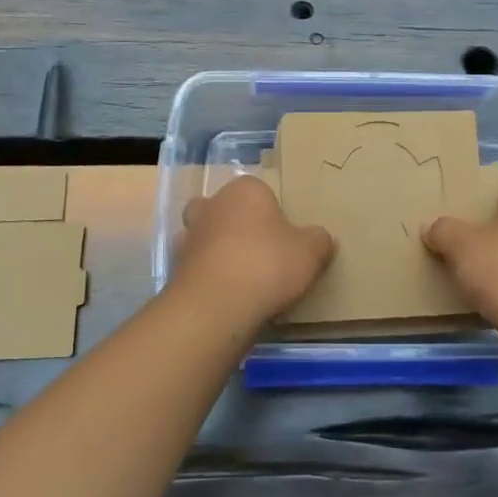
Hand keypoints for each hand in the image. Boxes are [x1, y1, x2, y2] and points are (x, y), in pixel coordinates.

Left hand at [171, 175, 334, 326]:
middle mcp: (212, 205)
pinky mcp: (176, 268)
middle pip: (224, 207)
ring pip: (205, 236)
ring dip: (218, 250)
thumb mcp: (311, 253)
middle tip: (258, 248)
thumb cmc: (267, 265)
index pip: (259, 190)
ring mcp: (189, 236)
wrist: (216, 306)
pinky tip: (227, 295)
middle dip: (236, 223)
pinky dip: (208, 276)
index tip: (285, 235)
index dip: (272, 211)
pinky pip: (198, 266)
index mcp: (245, 190)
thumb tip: (321, 238)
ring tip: (242, 276)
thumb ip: (319, 240)